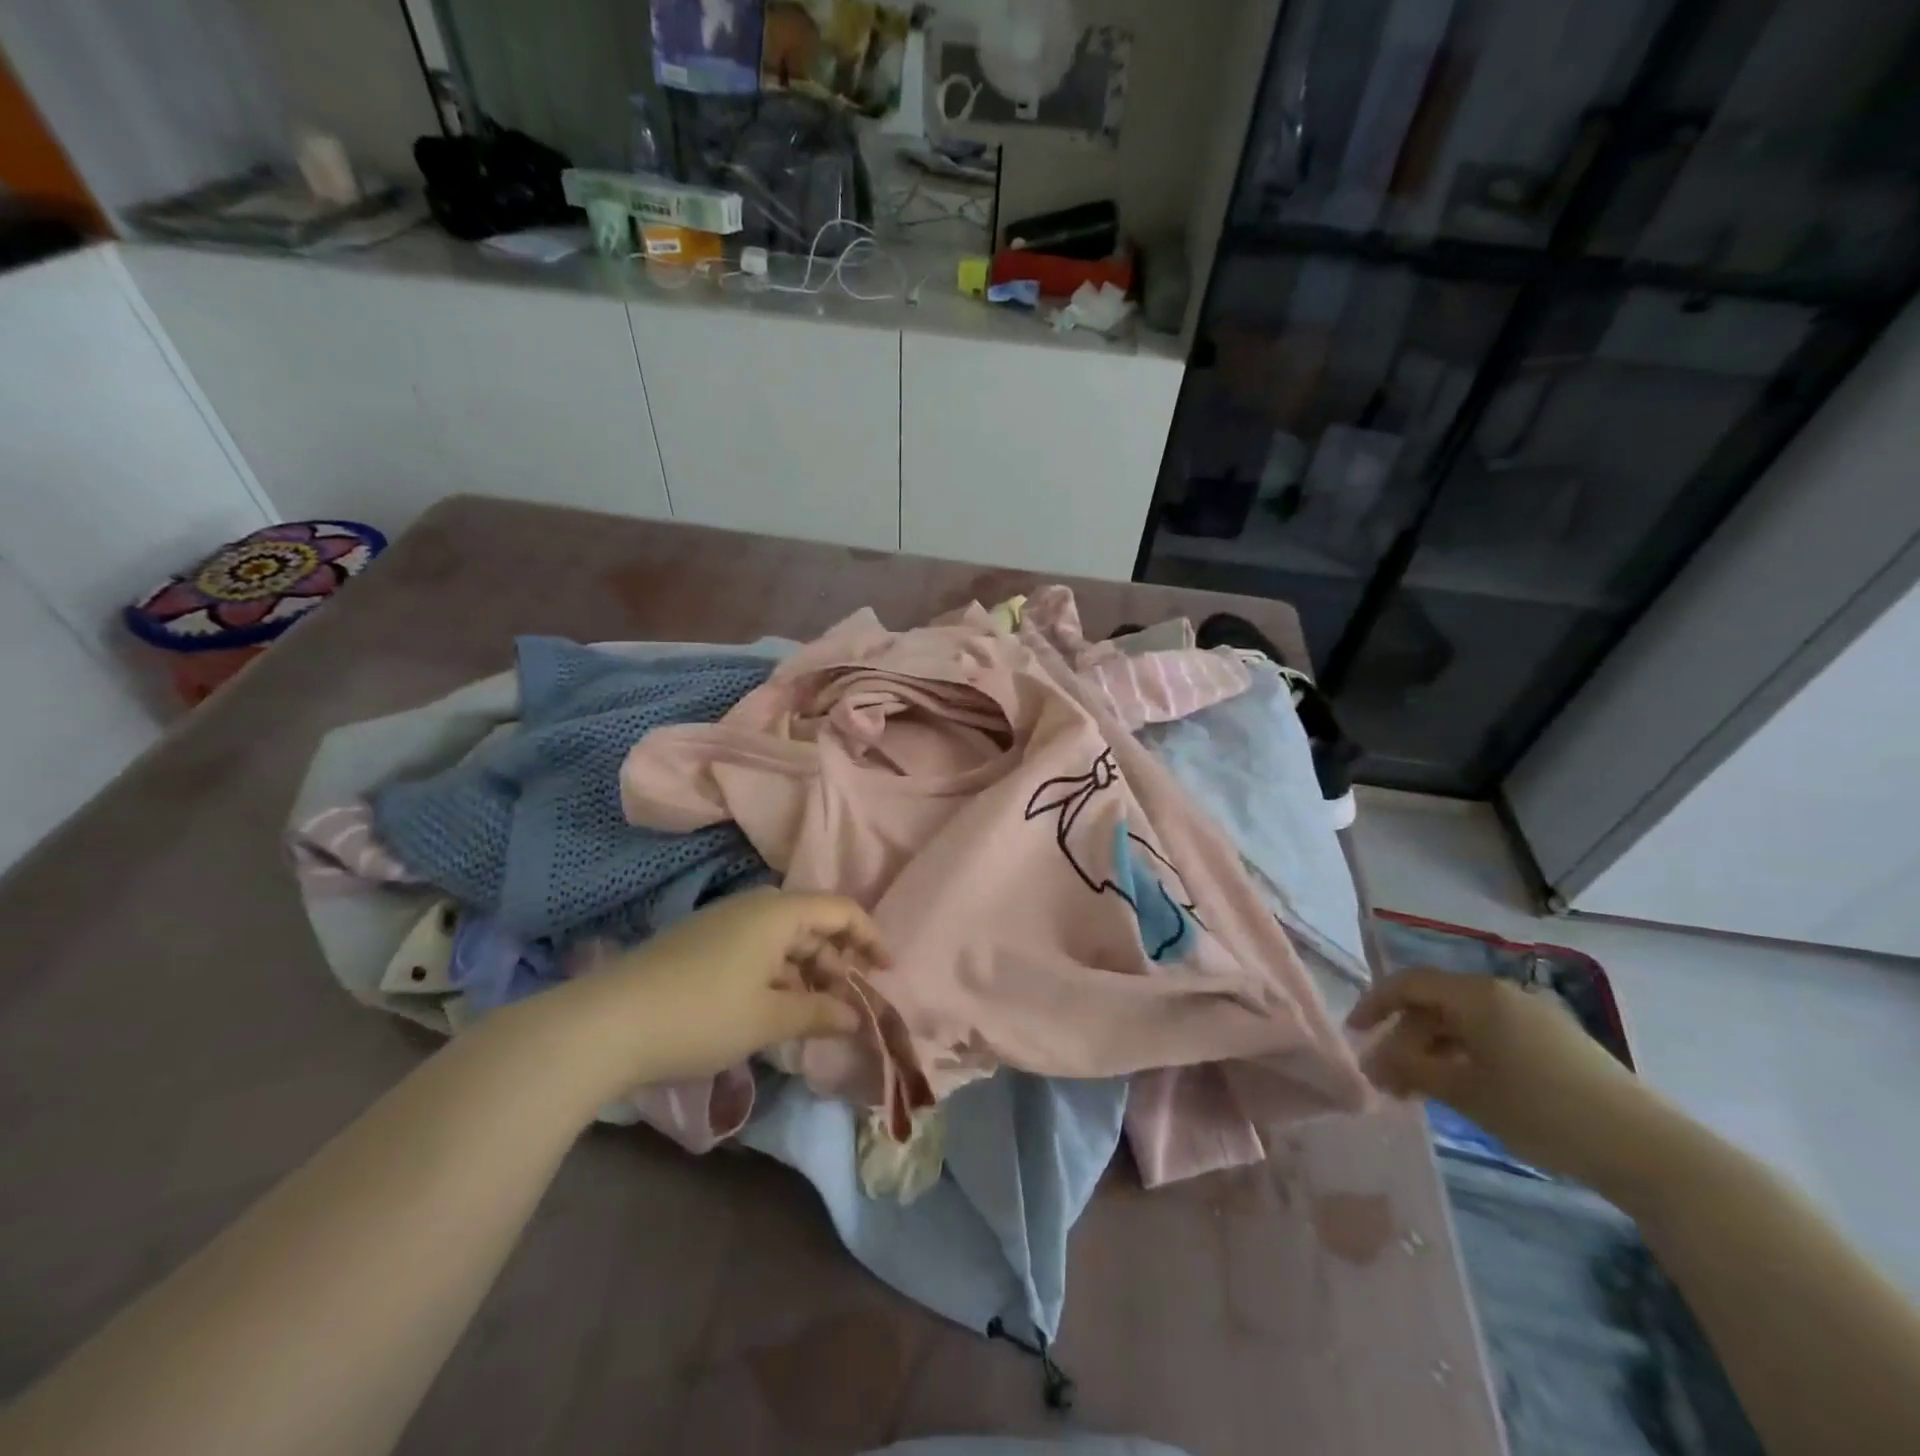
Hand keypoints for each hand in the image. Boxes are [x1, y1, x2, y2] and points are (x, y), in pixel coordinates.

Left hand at [512, 889, 885, 1104]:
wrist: (606, 1024)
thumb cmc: (702, 1014)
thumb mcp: (769, 1018)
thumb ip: (819, 1012)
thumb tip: (855, 1016)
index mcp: (778, 912)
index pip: (841, 910)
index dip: (870, 938)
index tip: (886, 972)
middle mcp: (753, 908)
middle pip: (812, 925)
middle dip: (837, 962)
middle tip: (849, 1004)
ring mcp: (723, 926)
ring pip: (783, 942)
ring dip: (806, 974)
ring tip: (815, 1015)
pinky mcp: (700, 947)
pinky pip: (756, 953)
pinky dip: (777, 977)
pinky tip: (773, 1012)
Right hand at [1347, 968, 1661, 1185]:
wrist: (1650, 1151)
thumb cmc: (1543, 1112)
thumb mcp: (1466, 1093)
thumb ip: (1412, 1070)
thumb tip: (1374, 1062)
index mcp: (1477, 995)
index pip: (1408, 983)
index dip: (1374, 1004)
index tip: (1354, 1034)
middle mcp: (1502, 993)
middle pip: (1435, 1004)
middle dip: (1405, 1038)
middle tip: (1388, 1079)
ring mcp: (1534, 1015)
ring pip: (1463, 1022)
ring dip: (1434, 1050)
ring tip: (1421, 1091)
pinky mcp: (1557, 1041)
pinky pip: (1492, 1035)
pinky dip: (1466, 1055)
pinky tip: (1464, 1088)